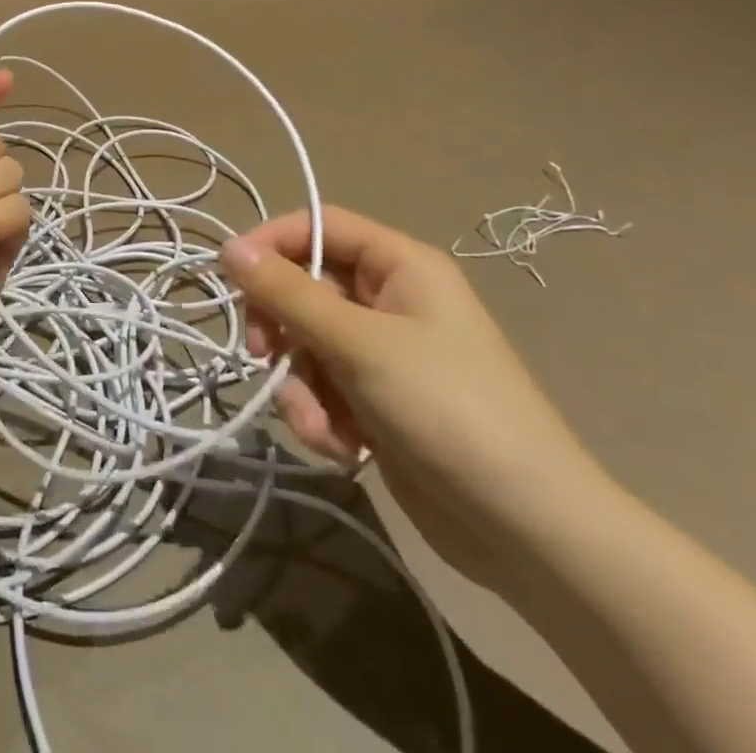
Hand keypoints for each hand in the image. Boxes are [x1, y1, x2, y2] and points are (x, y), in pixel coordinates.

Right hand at [222, 207, 608, 588]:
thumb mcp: (359, 344)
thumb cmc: (447, 410)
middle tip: (261, 354)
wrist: (527, 530)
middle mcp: (389, 300)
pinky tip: (342, 448)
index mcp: (399, 265)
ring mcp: (383, 353)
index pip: (319, 225)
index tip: (230, 274)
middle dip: (281, 326)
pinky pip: (323, 388)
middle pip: (305, 287)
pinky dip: (321, 416)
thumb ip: (288, 294)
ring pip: (306, 344)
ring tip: (321, 424)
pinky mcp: (376, 401)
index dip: (271, 242)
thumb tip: (228, 248)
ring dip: (301, 385)